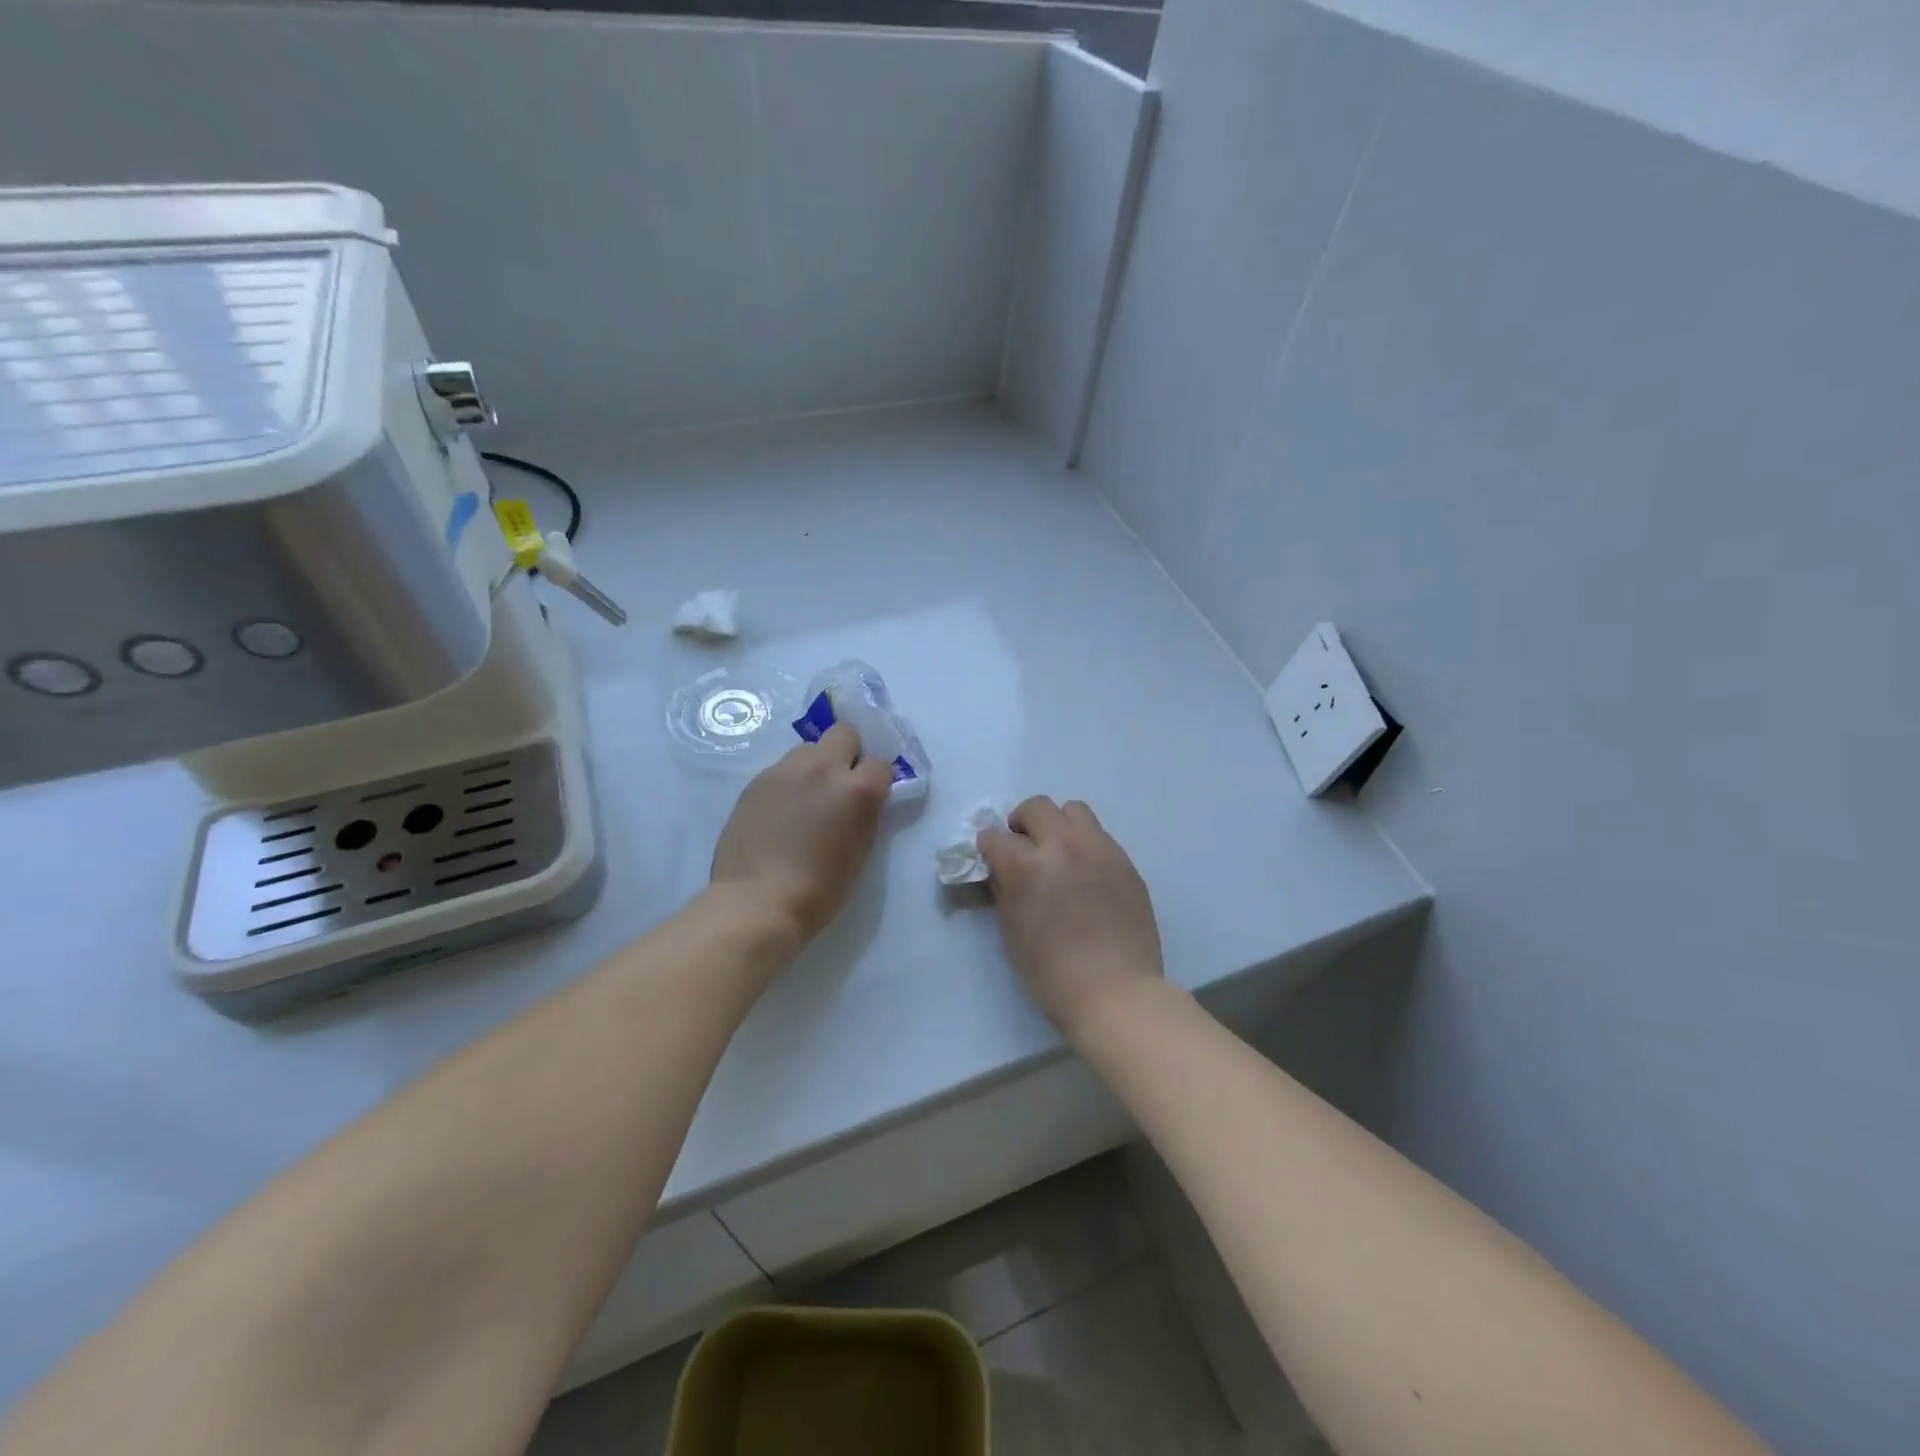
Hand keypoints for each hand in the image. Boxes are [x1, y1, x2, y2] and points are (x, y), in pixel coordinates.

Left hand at [711, 722, 893, 946]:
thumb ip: (864, 814)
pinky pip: (781, 769)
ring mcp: (786, 771)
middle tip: (838, 784)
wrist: (759, 901)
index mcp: (858, 790)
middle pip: (844, 733)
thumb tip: (858, 800)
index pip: (880, 763)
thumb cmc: (820, 890)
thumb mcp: (860, 850)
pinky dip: (787, 783)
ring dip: (814, 765)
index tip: (868, 797)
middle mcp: (825, 768)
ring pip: (808, 748)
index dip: (875, 779)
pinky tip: (779, 812)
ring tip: (804, 798)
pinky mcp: (756, 780)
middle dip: (847, 753)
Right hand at [978, 797, 1163, 1038]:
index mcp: (1026, 866)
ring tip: (1059, 852)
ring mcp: (1099, 850)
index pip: (994, 836)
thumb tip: (1000, 868)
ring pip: (1074, 810)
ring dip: (1058, 825)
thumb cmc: (1052, 973)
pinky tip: (1086, 873)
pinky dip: (1085, 844)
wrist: (1116, 993)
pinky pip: (1100, 835)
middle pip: (1036, 807)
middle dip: (1022, 824)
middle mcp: (1062, 846)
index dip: (988, 847)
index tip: (991, 858)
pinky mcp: (1125, 861)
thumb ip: (1003, 889)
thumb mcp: (1012, 931)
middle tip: (1024, 848)